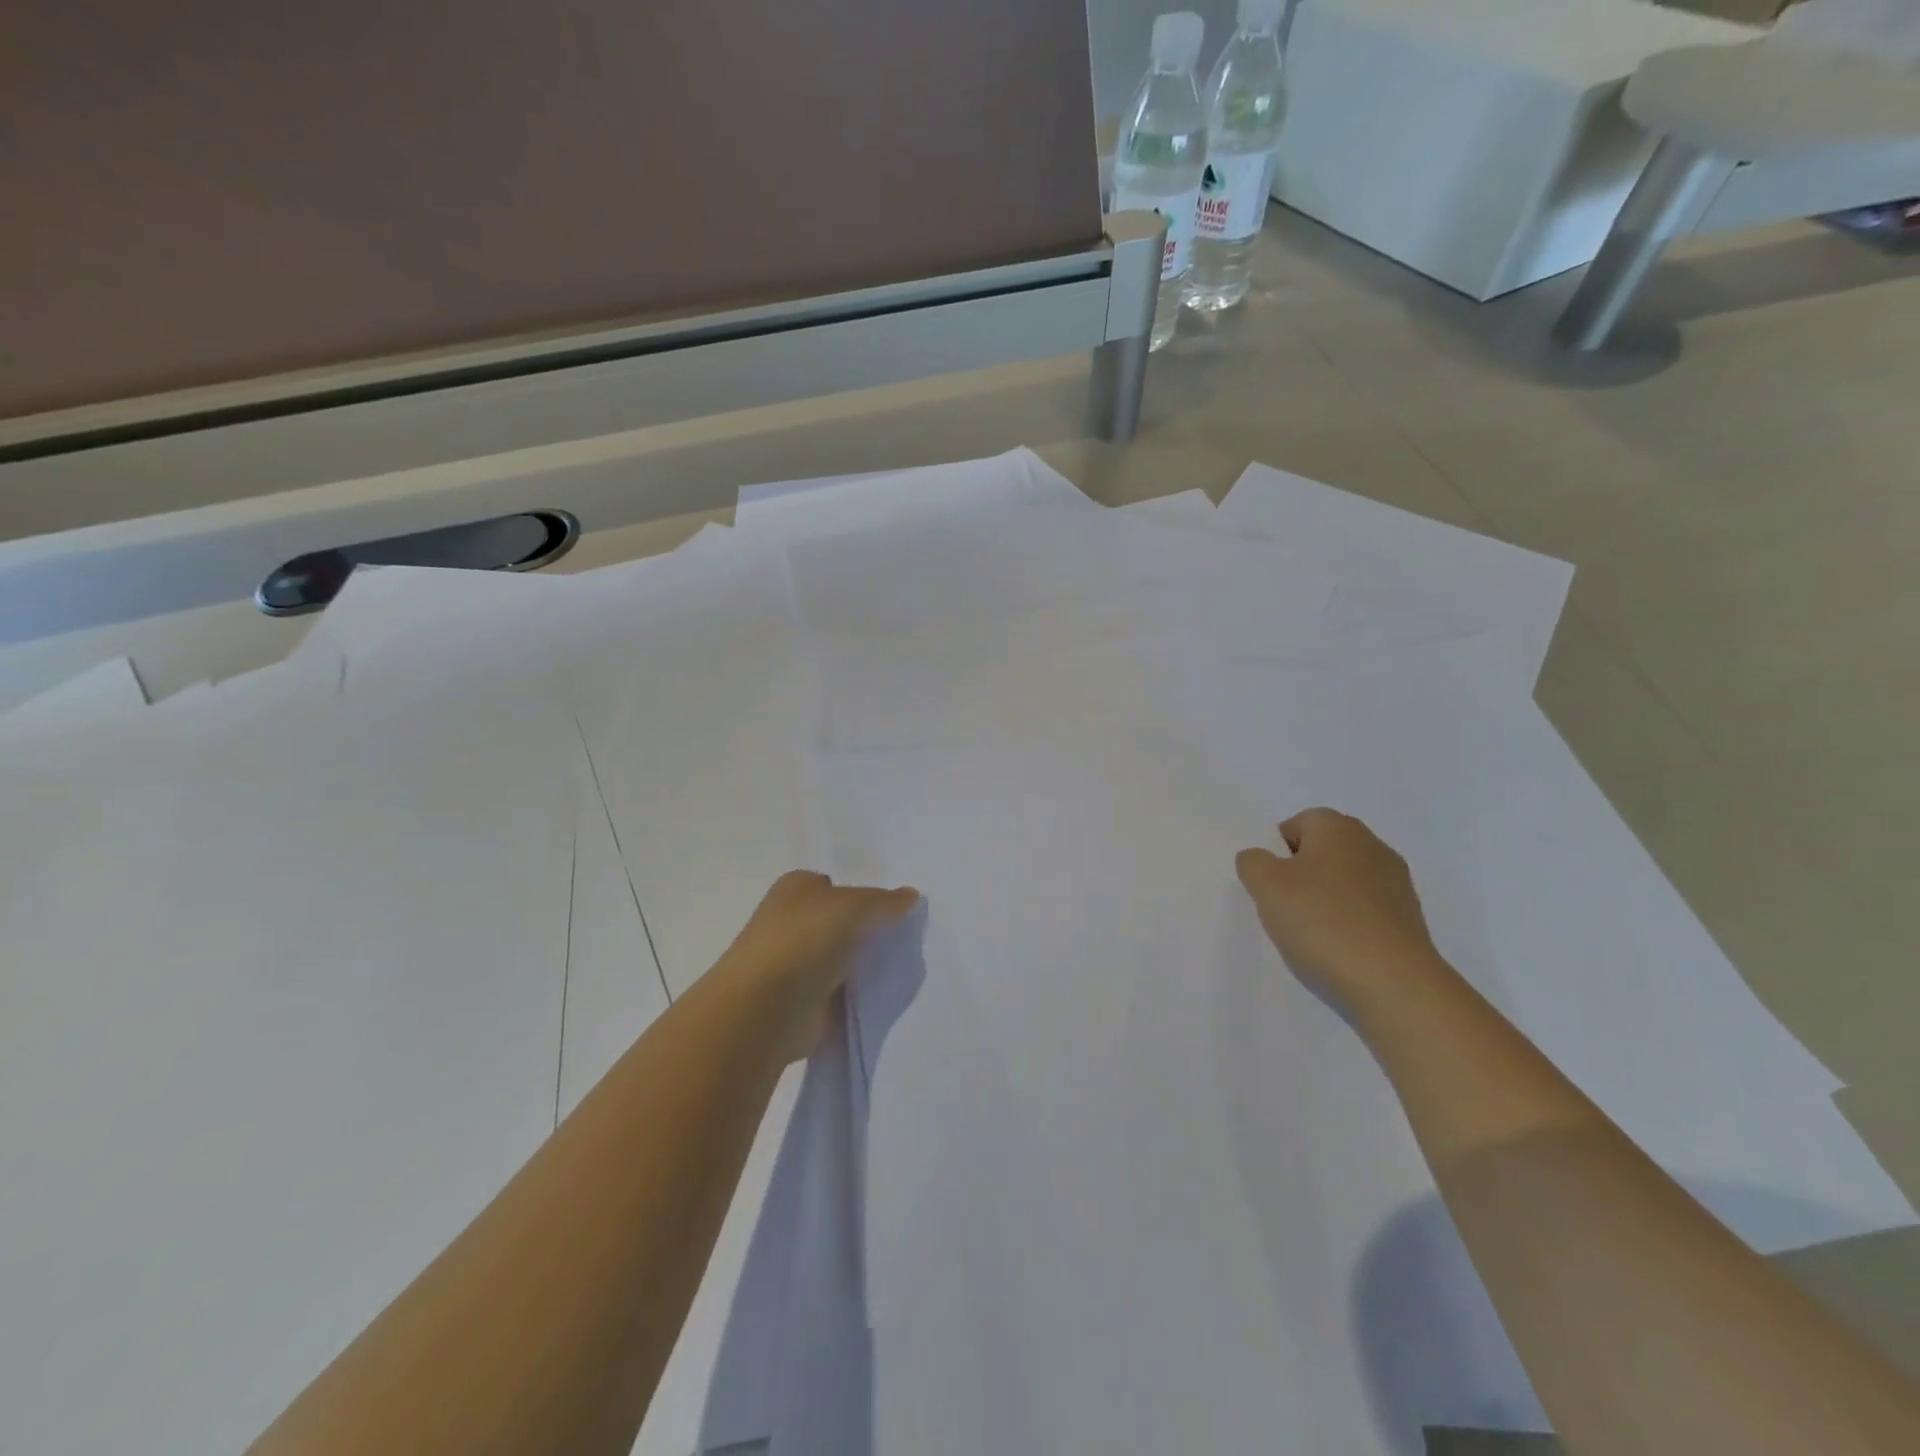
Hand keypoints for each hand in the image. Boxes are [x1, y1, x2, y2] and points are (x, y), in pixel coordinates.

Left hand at [717, 871, 920, 1058]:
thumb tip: (911, 896)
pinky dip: (854, 993)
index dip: (864, 895)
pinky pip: (838, 990)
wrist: (766, 1008)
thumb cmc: (805, 940)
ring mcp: (794, 963)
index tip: (894, 911)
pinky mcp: (801, 1000)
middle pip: (839, 921)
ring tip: (898, 967)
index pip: (835, 885)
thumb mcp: (855, 906)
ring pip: (840, 956)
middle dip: (865, 930)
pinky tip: (879, 994)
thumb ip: (885, 902)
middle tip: (903, 940)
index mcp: (796, 888)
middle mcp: (791, 921)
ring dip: (860, 964)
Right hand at [1236, 809, 1444, 1015]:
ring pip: (1345, 883)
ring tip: (1310, 935)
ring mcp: (1397, 884)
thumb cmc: (1322, 921)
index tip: (1268, 883)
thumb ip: (1253, 862)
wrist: (1393, 983)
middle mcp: (1373, 846)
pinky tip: (1338, 950)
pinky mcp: (1410, 920)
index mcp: (1338, 828)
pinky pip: (1365, 912)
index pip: (1298, 823)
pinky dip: (1349, 924)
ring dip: (1325, 901)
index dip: (1277, 850)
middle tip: (1282, 907)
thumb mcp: (1266, 885)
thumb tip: (1260, 859)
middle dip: (1300, 875)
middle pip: (1323, 852)